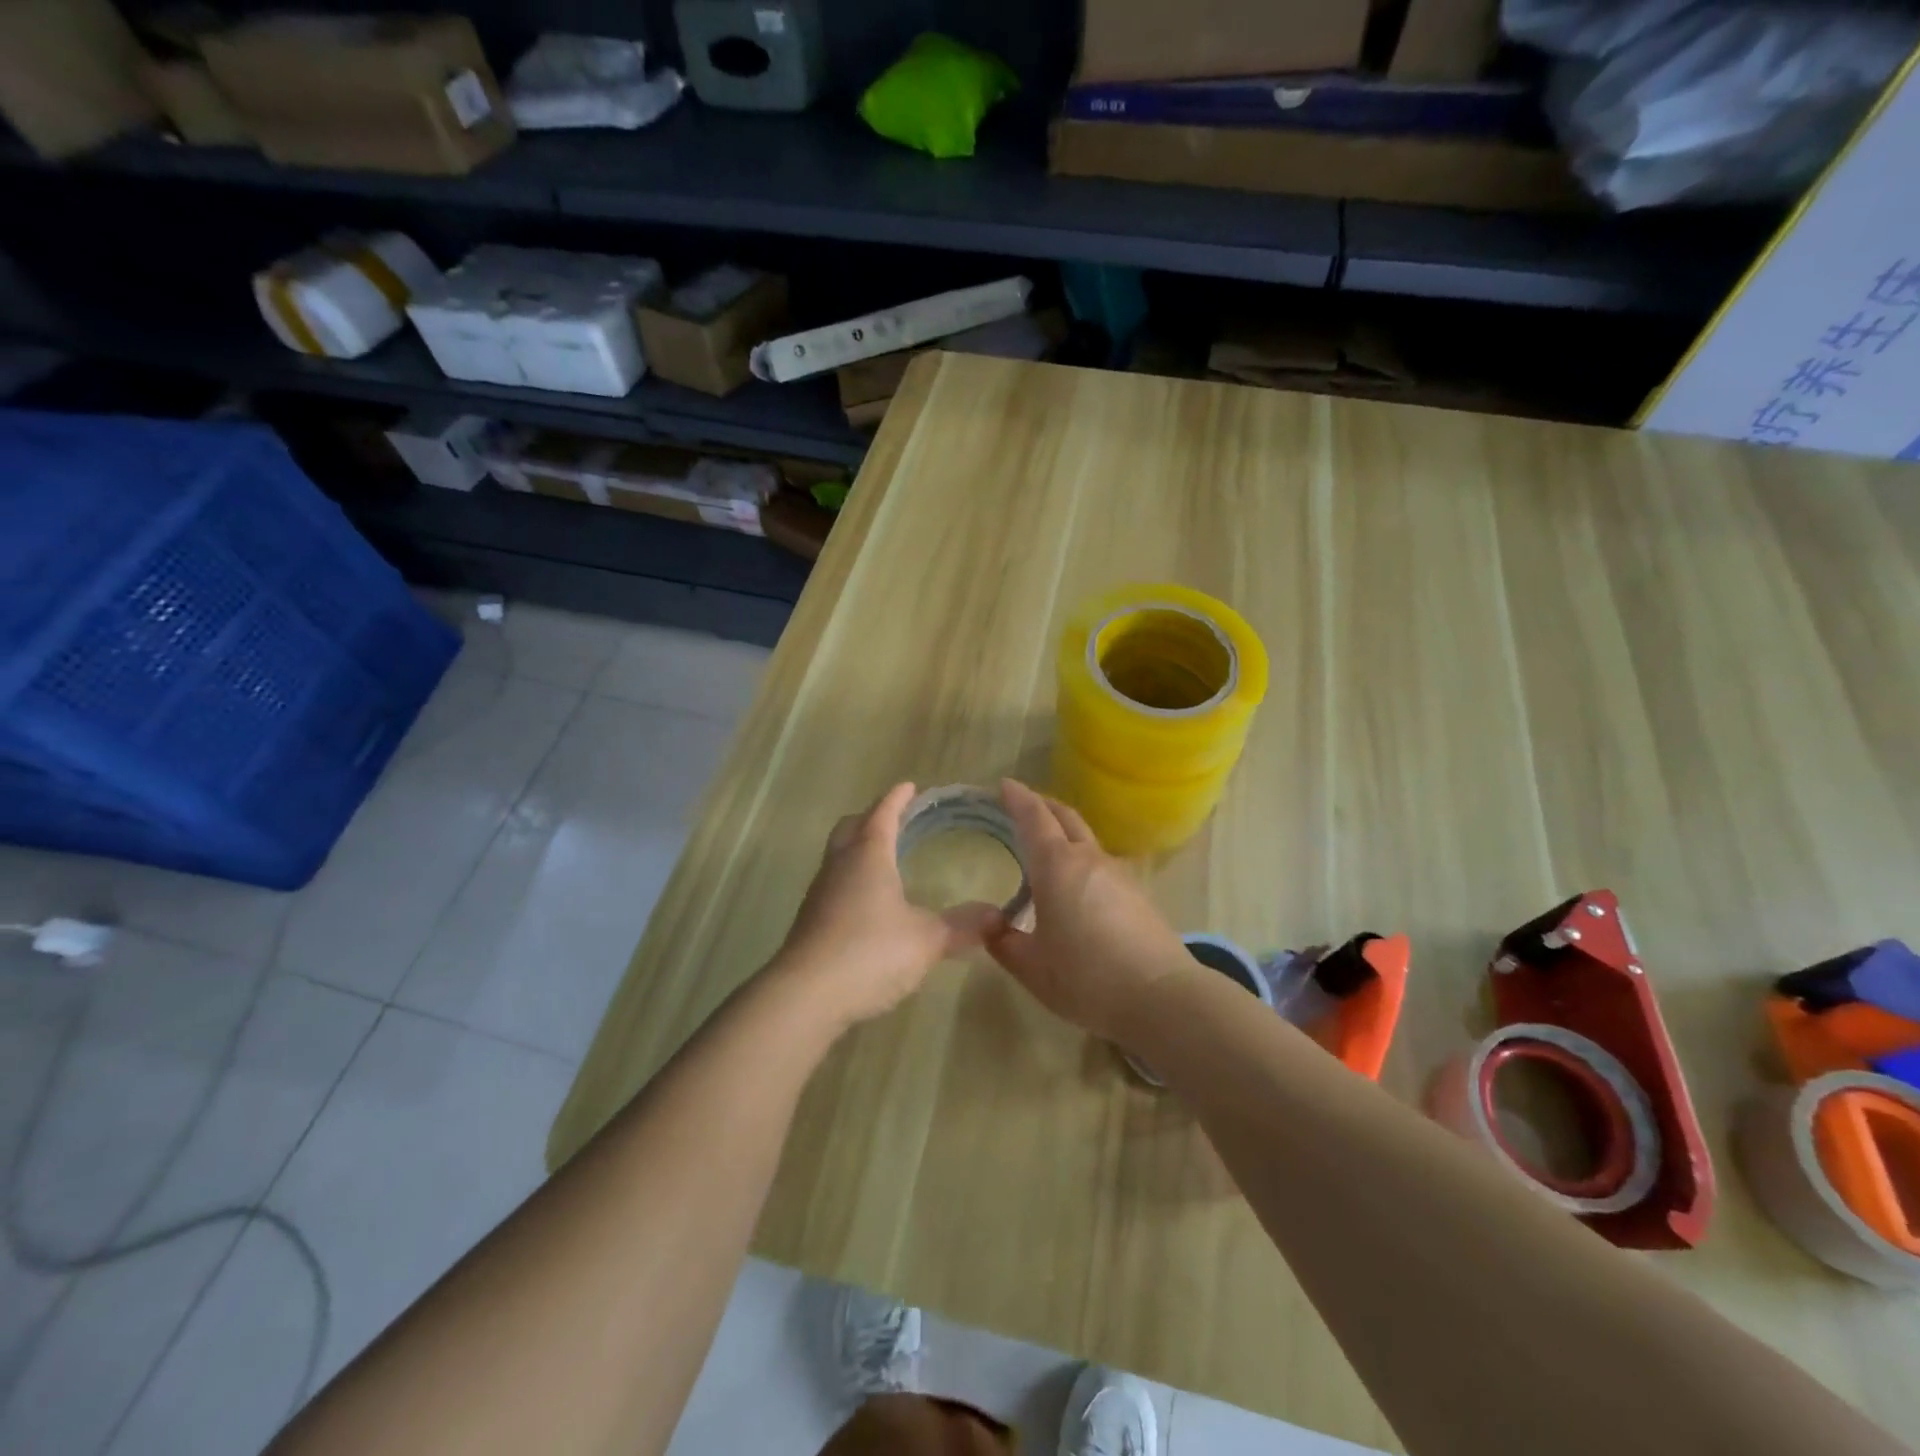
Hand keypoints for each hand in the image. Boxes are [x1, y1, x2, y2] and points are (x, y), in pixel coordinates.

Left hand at [775, 782, 998, 1028]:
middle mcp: (839, 865)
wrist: (804, 996)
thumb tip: (999, 916)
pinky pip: (834, 885)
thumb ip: (962, 925)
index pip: (882, 813)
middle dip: (872, 817)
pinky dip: (852, 880)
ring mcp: (820, 893)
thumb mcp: (926, 940)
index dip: (897, 798)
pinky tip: (868, 903)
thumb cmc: (869, 953)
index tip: (909, 787)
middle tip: (896, 819)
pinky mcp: (810, 921)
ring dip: (858, 849)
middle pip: (851, 827)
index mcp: (868, 855)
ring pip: (838, 855)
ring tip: (885, 858)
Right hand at [981, 779, 1196, 1044]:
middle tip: (1021, 804)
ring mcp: (1118, 873)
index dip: (1018, 798)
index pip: (1034, 818)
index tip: (1004, 785)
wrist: (1161, 997)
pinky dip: (1079, 857)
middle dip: (1042, 804)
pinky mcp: (1137, 892)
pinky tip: (1074, 884)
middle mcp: (1088, 859)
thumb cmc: (1087, 979)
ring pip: (1085, 838)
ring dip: (1063, 831)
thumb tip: (989, 924)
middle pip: (1065, 817)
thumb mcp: (1032, 968)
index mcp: (1057, 867)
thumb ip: (1004, 942)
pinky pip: (1100, 861)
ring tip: (1044, 847)